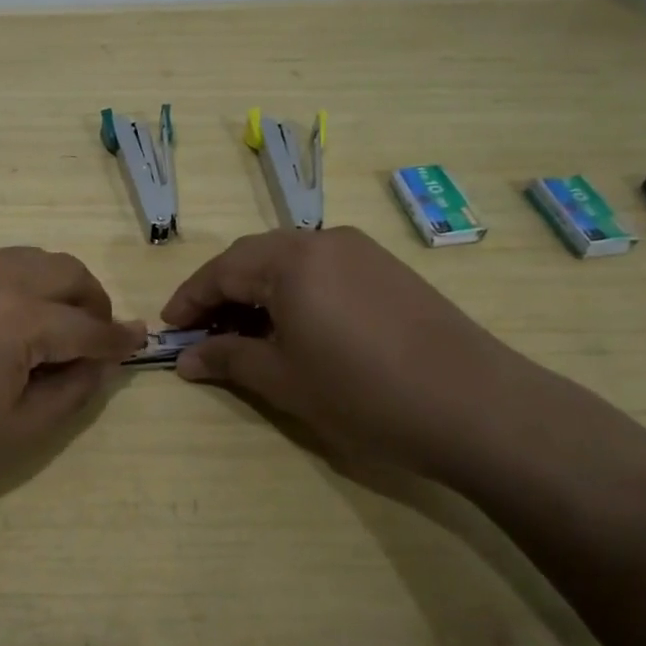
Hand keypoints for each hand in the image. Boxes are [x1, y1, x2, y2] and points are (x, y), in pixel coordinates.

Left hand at [0, 247, 145, 528]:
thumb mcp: (17, 432)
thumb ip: (71, 391)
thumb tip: (100, 362)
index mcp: (22, 316)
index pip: (88, 326)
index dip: (118, 340)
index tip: (139, 344)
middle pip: (66, 271)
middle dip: (93, 301)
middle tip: (96, 336)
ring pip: (30, 259)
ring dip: (57, 285)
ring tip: (56, 326)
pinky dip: (20, 283)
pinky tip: (6, 322)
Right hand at [162, 228, 552, 493]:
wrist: (475, 405)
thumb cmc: (363, 393)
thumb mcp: (284, 380)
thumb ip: (228, 360)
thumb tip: (186, 359)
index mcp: (290, 260)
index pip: (222, 271)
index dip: (190, 299)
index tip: (169, 327)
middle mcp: (322, 240)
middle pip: (254, 257)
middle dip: (221, 291)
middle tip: (202, 330)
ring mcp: (360, 250)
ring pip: (289, 260)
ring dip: (258, 290)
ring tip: (246, 331)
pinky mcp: (387, 267)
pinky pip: (322, 268)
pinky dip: (295, 290)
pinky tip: (296, 325)